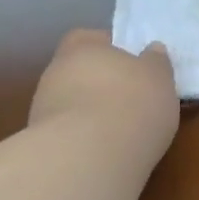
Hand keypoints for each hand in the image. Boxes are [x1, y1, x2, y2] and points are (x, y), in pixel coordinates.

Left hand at [30, 30, 179, 153]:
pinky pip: (68, 134)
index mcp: (82, 47)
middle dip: (101, 83)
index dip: (110, 49)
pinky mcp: (39, 146)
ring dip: (90, 113)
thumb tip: (151, 51)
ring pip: (71, 103)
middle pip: (79, 71)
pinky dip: (83, 139)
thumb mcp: (159, 78)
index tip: (131, 64)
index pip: (90, 38)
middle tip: (130, 98)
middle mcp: (55, 73)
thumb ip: (155, 62)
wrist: (87, 160)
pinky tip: (104, 152)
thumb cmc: (131, 104)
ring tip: (120, 131)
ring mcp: (42, 110)